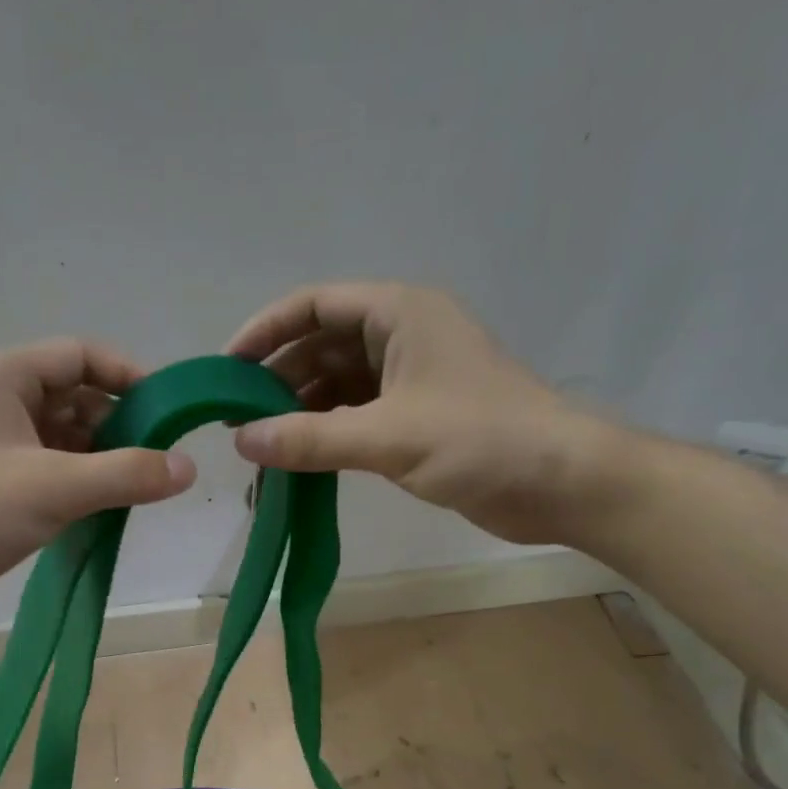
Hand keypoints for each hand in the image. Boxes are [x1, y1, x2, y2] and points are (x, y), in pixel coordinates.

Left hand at [0, 339, 196, 623]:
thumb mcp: (56, 487)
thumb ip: (127, 474)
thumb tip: (188, 468)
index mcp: (2, 377)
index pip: (80, 355)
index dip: (128, 376)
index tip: (168, 411)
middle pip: (74, 396)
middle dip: (118, 424)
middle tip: (156, 460)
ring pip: (62, 436)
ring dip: (99, 457)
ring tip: (134, 488)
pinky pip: (47, 467)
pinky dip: (77, 481)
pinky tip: (101, 507)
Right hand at [227, 282, 624, 544]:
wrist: (561, 483)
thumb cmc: (481, 440)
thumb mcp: (388, 437)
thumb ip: (311, 439)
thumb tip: (241, 441)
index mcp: (399, 314)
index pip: (315, 305)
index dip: (266, 331)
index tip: (226, 369)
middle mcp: (400, 338)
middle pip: (320, 347)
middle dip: (277, 381)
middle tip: (235, 422)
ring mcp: (409, 380)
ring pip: (335, 387)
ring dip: (298, 415)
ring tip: (258, 449)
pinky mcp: (415, 420)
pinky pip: (354, 419)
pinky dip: (324, 438)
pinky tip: (297, 465)